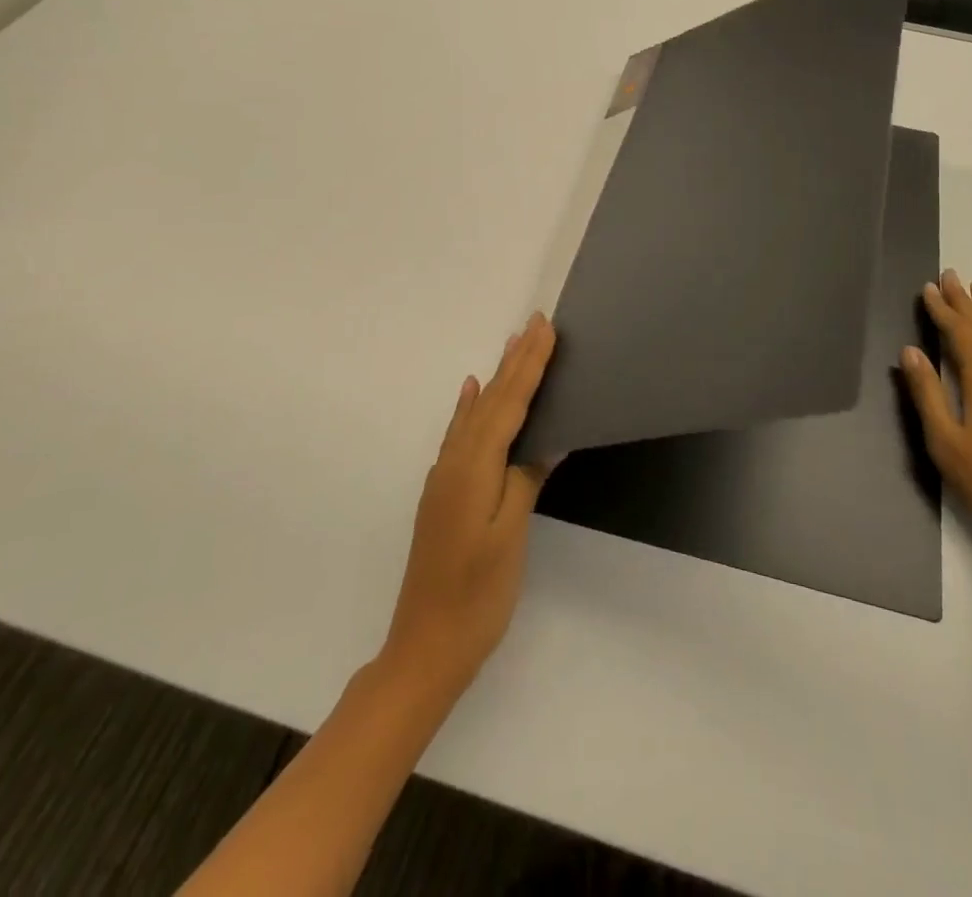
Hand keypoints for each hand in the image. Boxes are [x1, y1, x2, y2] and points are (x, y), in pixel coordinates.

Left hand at [383, 312, 557, 698]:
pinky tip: (471, 394)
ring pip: (475, 414)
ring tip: (511, 346)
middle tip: (534, 323)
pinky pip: (460, 434)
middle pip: (491, 402)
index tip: (545, 330)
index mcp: (474, 469)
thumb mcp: (510, 537)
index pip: (509, 405)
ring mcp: (444, 479)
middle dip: (515, 361)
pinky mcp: (443, 495)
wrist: (424, 648)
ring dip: (497, 377)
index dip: (530, 367)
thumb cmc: (477, 595)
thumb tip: (547, 438)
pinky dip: (470, 408)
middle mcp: (455, 464)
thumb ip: (525, 480)